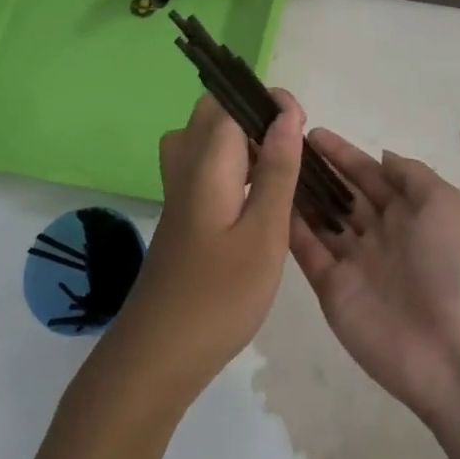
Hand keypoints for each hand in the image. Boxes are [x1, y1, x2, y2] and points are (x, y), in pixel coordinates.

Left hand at [113, 91, 304, 391]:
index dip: (267, 102)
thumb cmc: (219, 296)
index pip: (230, 103)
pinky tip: (254, 199)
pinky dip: (230, 166)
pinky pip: (203, 168)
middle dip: (252, 115)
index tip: (301, 124)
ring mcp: (177, 194)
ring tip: (275, 168)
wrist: (158, 356)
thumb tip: (286, 114)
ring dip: (240, 141)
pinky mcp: (180, 217)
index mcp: (206, 164)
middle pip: (210, 115)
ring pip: (203, 141)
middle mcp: (184, 168)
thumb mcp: (264, 233)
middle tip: (288, 147)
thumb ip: (277, 170)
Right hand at [289, 133, 459, 427]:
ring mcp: (354, 262)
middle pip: (342, 195)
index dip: (343, 154)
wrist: (453, 349)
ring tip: (266, 168)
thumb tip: (381, 156)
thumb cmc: (453, 265)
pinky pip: (307, 253)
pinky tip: (268, 205)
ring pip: (320, 221)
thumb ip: (411, 175)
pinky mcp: (332, 289)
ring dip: (298, 196)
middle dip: (316, 172)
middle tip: (278, 146)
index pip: (369, 175)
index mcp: (410, 212)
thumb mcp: (445, 204)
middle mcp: (379, 233)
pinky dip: (289, 230)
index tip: (311, 133)